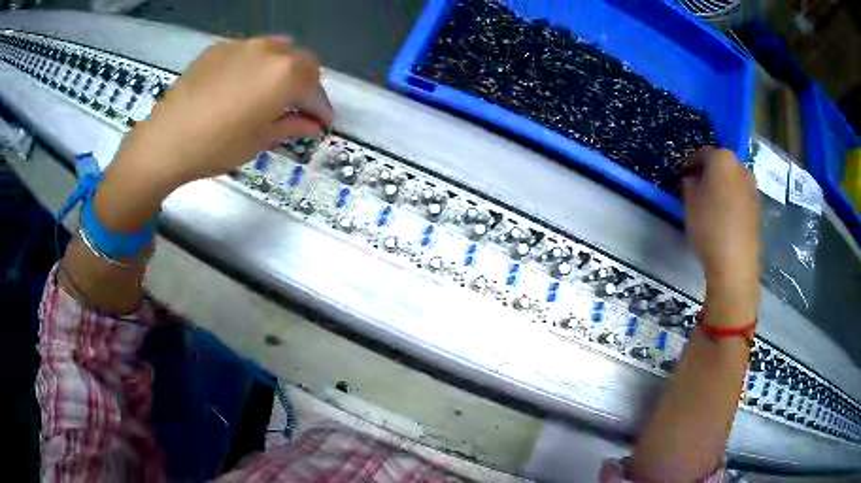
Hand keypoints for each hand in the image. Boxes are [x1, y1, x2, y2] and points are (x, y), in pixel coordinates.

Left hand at [94, 37, 332, 230]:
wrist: (166, 140)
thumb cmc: (216, 147)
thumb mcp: (259, 141)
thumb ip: (292, 126)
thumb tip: (313, 125)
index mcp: (286, 75)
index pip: (316, 88)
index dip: (322, 107)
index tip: (323, 123)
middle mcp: (270, 51)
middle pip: (303, 61)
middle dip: (307, 83)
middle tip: (298, 106)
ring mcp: (243, 44)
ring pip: (278, 50)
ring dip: (283, 69)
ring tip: (272, 90)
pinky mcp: (220, 47)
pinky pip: (249, 50)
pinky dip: (256, 64)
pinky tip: (242, 83)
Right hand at [681, 147, 759, 324]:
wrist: (735, 262)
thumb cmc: (709, 225)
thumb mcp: (688, 200)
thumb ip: (689, 183)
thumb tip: (693, 179)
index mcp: (722, 158)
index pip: (702, 153)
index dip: (690, 163)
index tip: (682, 175)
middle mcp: (741, 167)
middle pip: (721, 165)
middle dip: (709, 174)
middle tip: (697, 189)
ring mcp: (752, 188)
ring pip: (733, 181)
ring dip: (722, 188)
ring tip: (712, 206)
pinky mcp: (758, 208)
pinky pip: (740, 198)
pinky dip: (732, 202)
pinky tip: (724, 219)